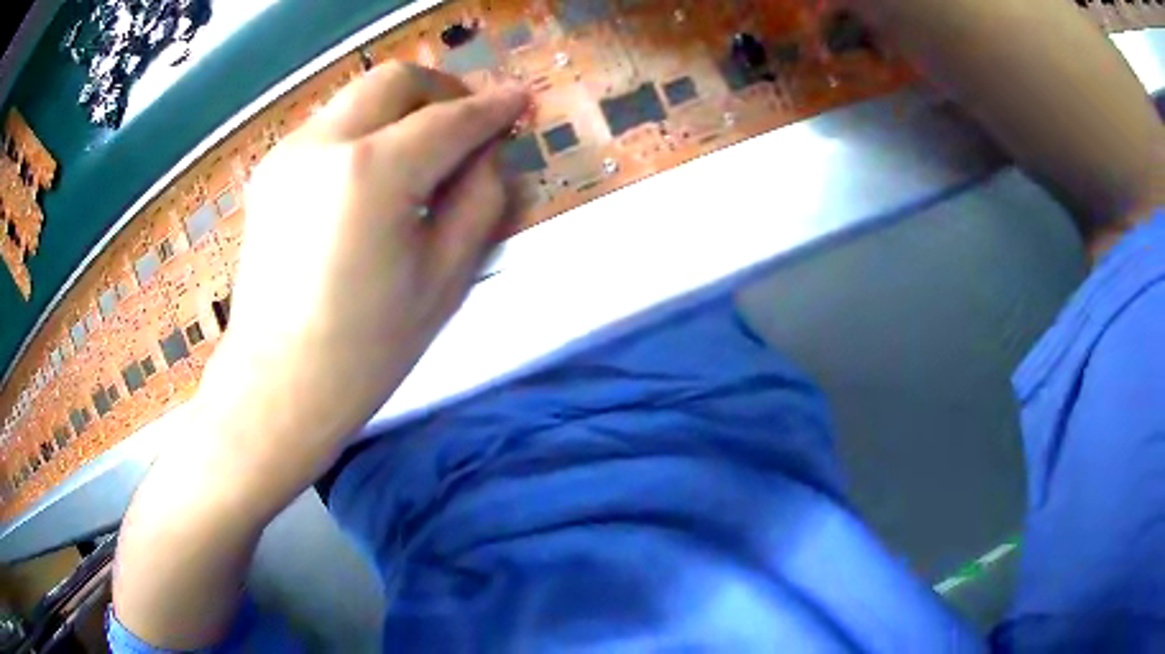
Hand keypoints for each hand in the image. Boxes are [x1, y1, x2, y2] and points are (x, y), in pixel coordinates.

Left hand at [198, 63, 529, 493]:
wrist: (277, 385)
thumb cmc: (366, 350)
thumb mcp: (446, 279)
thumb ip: (482, 200)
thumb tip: (491, 153)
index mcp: (373, 172)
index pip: (450, 119)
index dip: (494, 107)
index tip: (521, 100)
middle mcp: (323, 143)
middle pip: (396, 81)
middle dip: (443, 91)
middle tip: (469, 123)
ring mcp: (288, 153)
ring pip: (360, 98)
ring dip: (403, 109)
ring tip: (425, 154)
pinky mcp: (270, 171)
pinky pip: (331, 126)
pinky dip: (367, 130)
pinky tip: (376, 177)